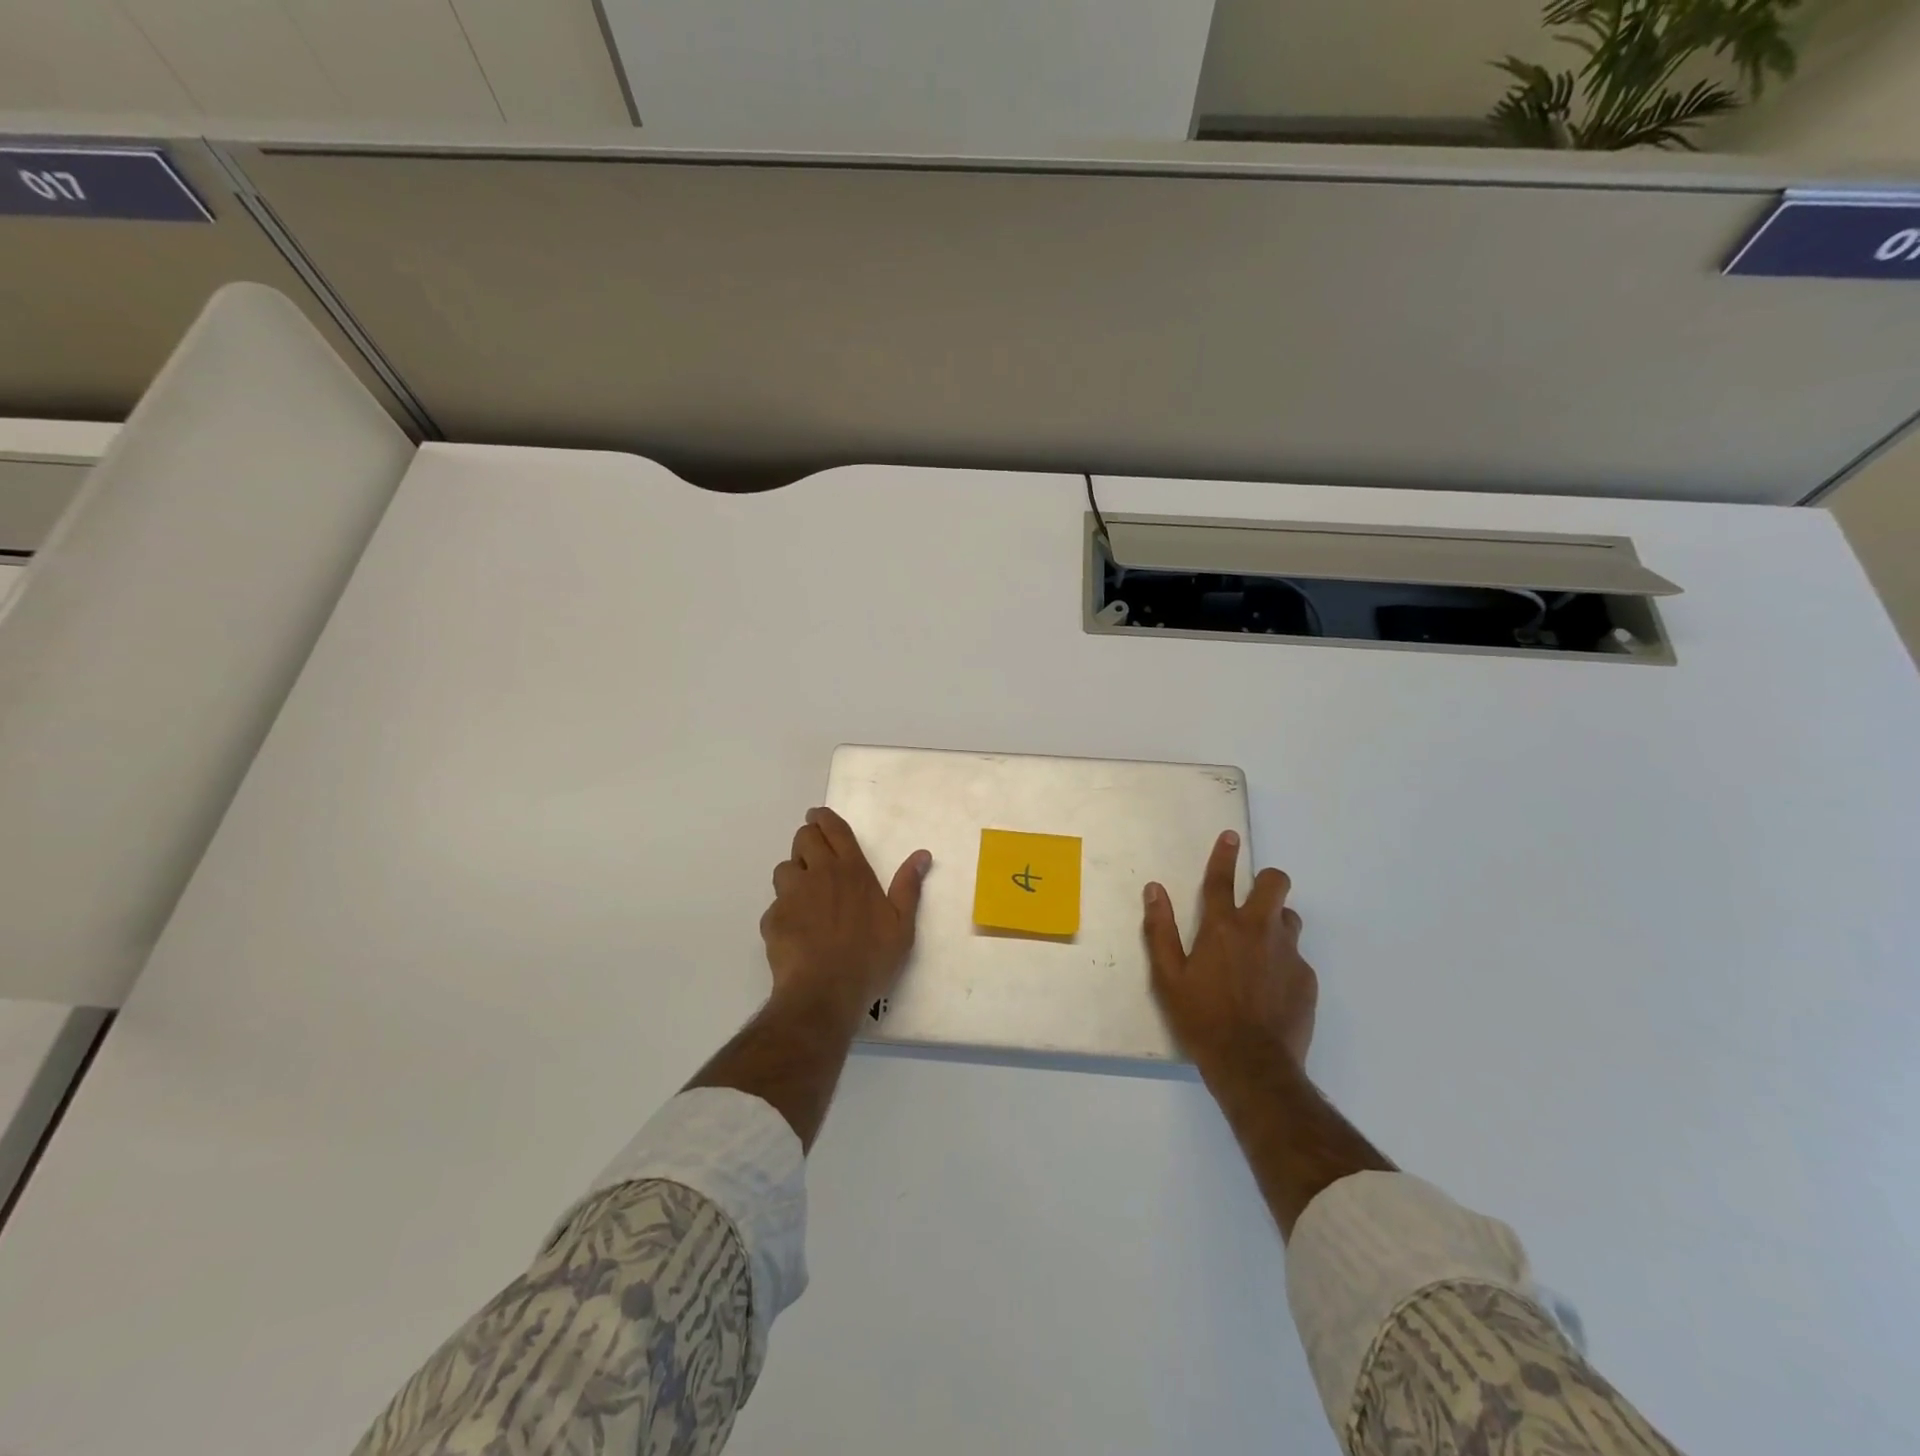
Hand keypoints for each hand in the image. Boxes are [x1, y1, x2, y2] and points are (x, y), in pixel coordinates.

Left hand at [761, 807, 931, 1019]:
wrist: (825, 992)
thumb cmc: (870, 957)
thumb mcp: (902, 925)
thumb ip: (908, 886)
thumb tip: (922, 855)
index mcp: (852, 871)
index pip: (834, 830)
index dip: (824, 818)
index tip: (818, 815)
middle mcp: (819, 874)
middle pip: (804, 838)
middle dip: (807, 838)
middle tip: (814, 853)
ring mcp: (792, 895)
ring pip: (784, 868)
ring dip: (793, 874)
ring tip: (804, 893)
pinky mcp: (773, 918)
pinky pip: (775, 904)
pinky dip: (784, 910)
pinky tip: (796, 929)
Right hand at [1143, 831, 1316, 1071]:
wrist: (1253, 1066)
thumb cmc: (1202, 1019)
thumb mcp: (1168, 978)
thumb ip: (1160, 930)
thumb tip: (1154, 890)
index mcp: (1221, 928)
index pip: (1222, 879)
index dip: (1224, 854)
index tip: (1230, 836)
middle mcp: (1259, 930)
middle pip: (1275, 883)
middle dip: (1266, 880)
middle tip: (1252, 898)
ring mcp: (1288, 953)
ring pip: (1289, 917)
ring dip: (1275, 921)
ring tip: (1259, 948)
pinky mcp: (1306, 978)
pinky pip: (1296, 955)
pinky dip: (1282, 960)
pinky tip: (1269, 987)